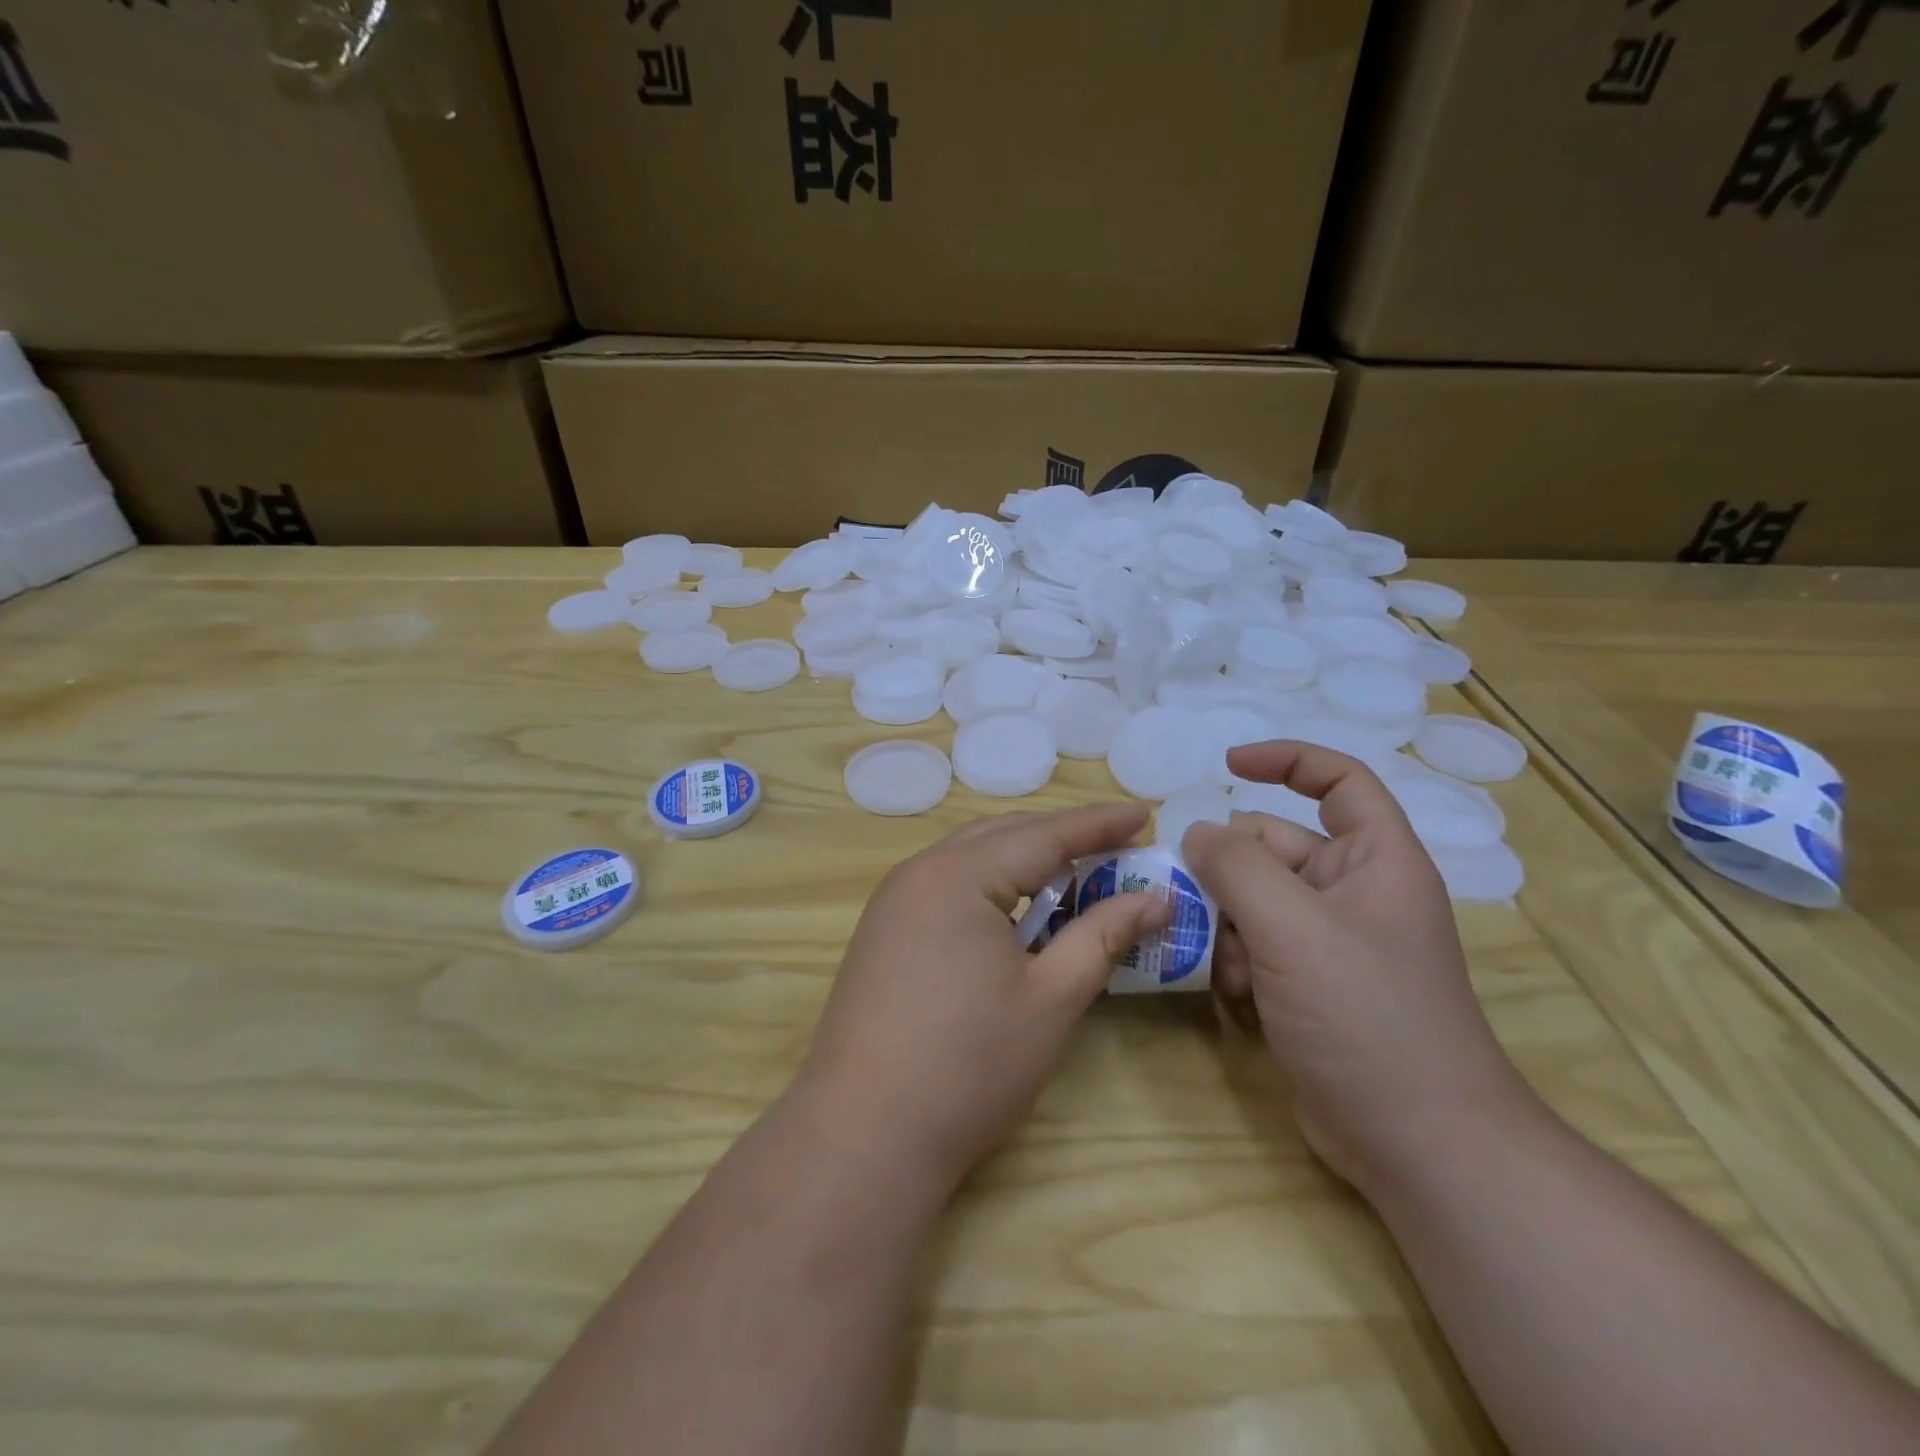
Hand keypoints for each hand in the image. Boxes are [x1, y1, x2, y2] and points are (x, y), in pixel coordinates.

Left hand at [794, 804, 1169, 1199]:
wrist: (863, 1134)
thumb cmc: (969, 1066)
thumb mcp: (1051, 998)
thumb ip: (1103, 936)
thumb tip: (1155, 898)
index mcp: (958, 875)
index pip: (1043, 834)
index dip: (1098, 824)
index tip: (1144, 814)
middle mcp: (919, 872)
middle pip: (1003, 836)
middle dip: (1062, 837)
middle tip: (1118, 845)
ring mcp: (893, 902)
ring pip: (972, 859)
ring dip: (1025, 861)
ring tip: (1077, 874)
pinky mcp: (883, 932)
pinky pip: (948, 886)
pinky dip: (992, 887)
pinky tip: (1018, 913)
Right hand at [1182, 742, 1529, 1193]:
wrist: (1418, 1144)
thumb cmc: (1368, 1019)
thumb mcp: (1293, 929)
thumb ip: (1237, 867)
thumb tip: (1198, 832)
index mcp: (1376, 861)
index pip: (1338, 781)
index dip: (1286, 760)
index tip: (1226, 766)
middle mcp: (1354, 892)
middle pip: (1274, 846)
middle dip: (1230, 870)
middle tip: (1194, 900)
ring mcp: (1330, 942)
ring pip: (1254, 899)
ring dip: (1226, 922)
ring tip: (1221, 963)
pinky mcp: (1308, 984)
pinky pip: (1254, 944)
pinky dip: (1233, 959)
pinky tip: (1230, 994)